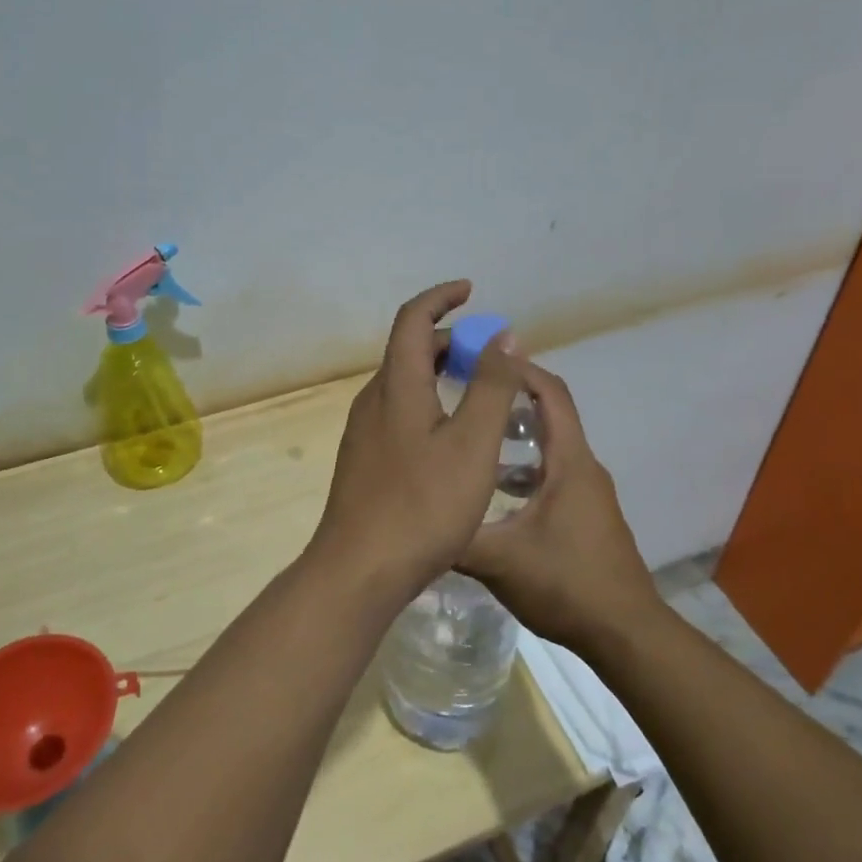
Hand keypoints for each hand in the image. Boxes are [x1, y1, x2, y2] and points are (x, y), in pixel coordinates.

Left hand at [307, 281, 524, 603]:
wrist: (359, 569)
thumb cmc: (423, 505)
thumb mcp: (473, 444)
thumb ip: (492, 387)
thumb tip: (502, 336)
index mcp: (396, 386)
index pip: (413, 319)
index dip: (442, 298)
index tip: (471, 291)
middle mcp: (372, 400)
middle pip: (409, 351)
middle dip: (450, 342)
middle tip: (491, 357)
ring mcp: (363, 432)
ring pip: (404, 385)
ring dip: (440, 375)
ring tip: (479, 395)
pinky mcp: (363, 461)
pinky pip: (398, 412)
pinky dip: (428, 403)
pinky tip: (451, 438)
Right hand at [457, 360, 660, 655]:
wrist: (625, 633)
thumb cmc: (566, 584)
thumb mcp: (499, 560)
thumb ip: (455, 536)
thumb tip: (412, 518)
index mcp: (569, 462)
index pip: (550, 394)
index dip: (517, 370)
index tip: (478, 360)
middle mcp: (583, 467)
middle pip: (550, 414)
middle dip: (508, 399)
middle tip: (464, 395)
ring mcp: (589, 493)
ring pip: (549, 448)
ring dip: (514, 439)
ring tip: (471, 441)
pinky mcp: (587, 515)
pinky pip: (553, 475)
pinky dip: (524, 471)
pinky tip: (494, 495)